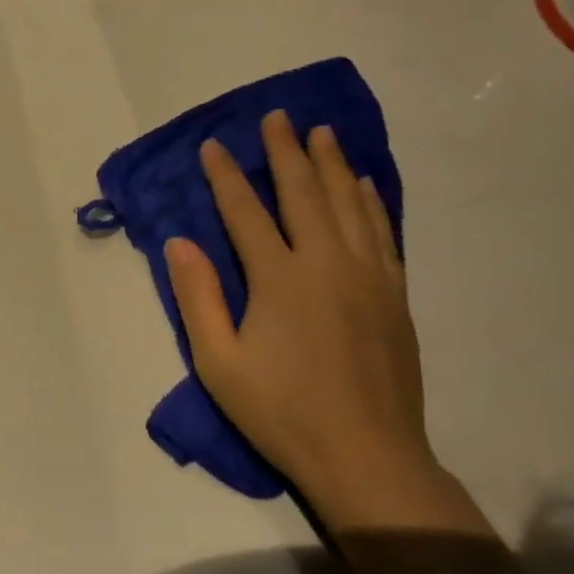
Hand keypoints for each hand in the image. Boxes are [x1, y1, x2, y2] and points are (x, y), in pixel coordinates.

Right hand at [164, 111, 445, 530]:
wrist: (366, 456)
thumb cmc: (280, 412)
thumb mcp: (218, 362)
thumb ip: (198, 298)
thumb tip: (179, 243)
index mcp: (280, 279)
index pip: (246, 212)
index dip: (226, 177)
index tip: (213, 146)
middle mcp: (328, 264)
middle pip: (304, 193)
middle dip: (286, 152)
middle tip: (277, 117)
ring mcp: (368, 277)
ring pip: (348, 205)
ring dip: (331, 165)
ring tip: (321, 134)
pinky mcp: (394, 296)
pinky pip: (382, 233)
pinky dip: (370, 202)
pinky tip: (363, 185)